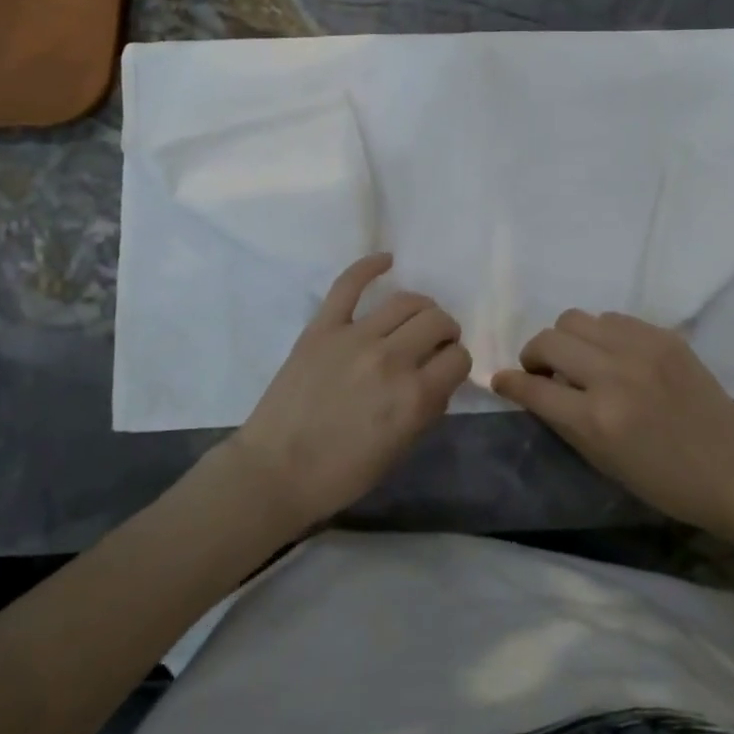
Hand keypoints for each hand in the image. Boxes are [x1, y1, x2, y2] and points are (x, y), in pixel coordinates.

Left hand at [227, 253, 470, 530]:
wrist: (275, 472)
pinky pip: (349, 284)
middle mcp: (391, 359)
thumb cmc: (341, 473)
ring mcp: (355, 337)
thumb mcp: (399, 450)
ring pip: (406, 301)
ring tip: (416, 318)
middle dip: (445, 331)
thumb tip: (438, 379)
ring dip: (421, 307)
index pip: (458, 358)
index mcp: (414, 397)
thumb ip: (426, 409)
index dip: (456, 363)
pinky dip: (369, 266)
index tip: (445, 369)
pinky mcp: (322, 327)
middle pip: (437, 321)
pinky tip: (386, 260)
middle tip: (434, 343)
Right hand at [493, 310, 733, 533]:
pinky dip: (601, 334)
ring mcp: (640, 349)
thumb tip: (534, 389)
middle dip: (534, 355)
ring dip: (567, 339)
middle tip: (543, 371)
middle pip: (549, 340)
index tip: (502, 381)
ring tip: (580, 360)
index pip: (533, 388)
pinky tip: (613, 355)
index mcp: (597, 418)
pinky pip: (613, 318)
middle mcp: (613, 375)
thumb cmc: (665, 481)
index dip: (510, 383)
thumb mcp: (603, 462)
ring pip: (577, 319)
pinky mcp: (663, 336)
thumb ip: (564, 420)